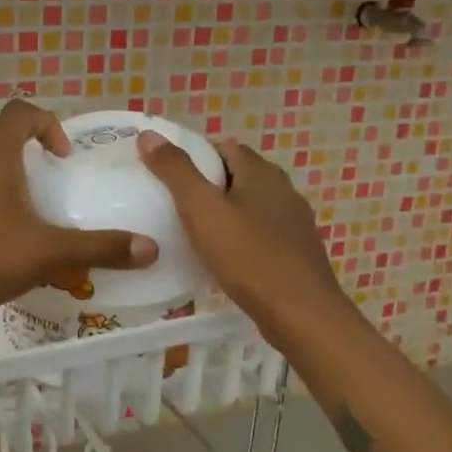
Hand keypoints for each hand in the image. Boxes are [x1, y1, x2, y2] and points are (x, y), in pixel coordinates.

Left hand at [0, 99, 157, 331]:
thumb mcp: (49, 252)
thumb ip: (99, 247)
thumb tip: (150, 248)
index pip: (20, 112)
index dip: (47, 123)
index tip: (65, 157)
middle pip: (2, 136)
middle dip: (32, 150)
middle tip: (55, 178)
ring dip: (14, 177)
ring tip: (40, 210)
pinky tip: (15, 238)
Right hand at [137, 132, 346, 342]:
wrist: (301, 315)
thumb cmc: (248, 256)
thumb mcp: (202, 209)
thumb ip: (175, 171)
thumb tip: (149, 135)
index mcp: (262, 173)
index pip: (226, 147)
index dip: (197, 155)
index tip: (170, 175)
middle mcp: (284, 191)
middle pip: (240, 176)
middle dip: (209, 185)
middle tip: (175, 204)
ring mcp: (294, 225)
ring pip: (252, 207)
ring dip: (226, 214)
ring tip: (194, 232)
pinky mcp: (297, 255)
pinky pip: (262, 235)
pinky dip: (241, 239)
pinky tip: (223, 260)